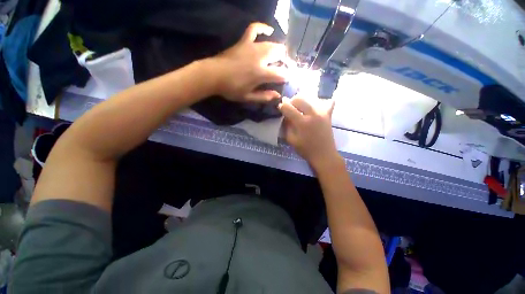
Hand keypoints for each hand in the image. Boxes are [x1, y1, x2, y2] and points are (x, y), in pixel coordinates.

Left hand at [211, 23, 288, 101]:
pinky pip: (255, 29)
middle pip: (280, 54)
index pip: (281, 73)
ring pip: (272, 44)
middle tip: (282, 69)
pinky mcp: (244, 41)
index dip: (287, 77)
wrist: (213, 75)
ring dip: (278, 50)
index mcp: (261, 73)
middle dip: (285, 61)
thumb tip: (277, 96)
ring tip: (279, 58)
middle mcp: (260, 57)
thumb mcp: (248, 97)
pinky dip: (263, 28)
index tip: (287, 80)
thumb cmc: (231, 89)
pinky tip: (269, 31)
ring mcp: (252, 47)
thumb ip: (264, 96)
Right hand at [279, 95, 340, 168]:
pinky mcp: (328, 115)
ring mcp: (322, 113)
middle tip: (290, 108)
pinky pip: (327, 102)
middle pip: (299, 99)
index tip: (280, 107)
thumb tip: (285, 115)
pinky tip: (317, 105)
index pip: (288, 107)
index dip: (282, 106)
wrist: (323, 155)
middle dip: (291, 101)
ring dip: (302, 101)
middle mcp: (312, 114)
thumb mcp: (291, 139)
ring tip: (300, 108)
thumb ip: (287, 126)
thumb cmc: (305, 149)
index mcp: (302, 122)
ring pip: (310, 98)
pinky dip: (322, 102)